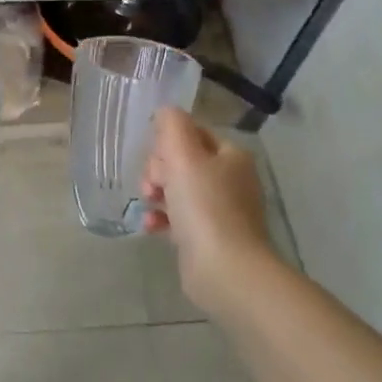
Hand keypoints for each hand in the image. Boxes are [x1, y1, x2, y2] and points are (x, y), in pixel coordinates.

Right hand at [141, 108, 275, 310]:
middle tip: (153, 186)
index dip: (167, 143)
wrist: (225, 269)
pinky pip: (180, 218)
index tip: (156, 160)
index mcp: (231, 155)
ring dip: (157, 195)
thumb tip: (165, 111)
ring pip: (178, 190)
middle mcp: (231, 179)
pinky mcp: (210, 237)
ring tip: (150, 206)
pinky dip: (163, 219)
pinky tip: (151, 227)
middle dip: (159, 171)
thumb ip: (171, 126)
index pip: (192, 134)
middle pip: (182, 161)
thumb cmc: (204, 206)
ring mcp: (222, 210)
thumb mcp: (183, 155)